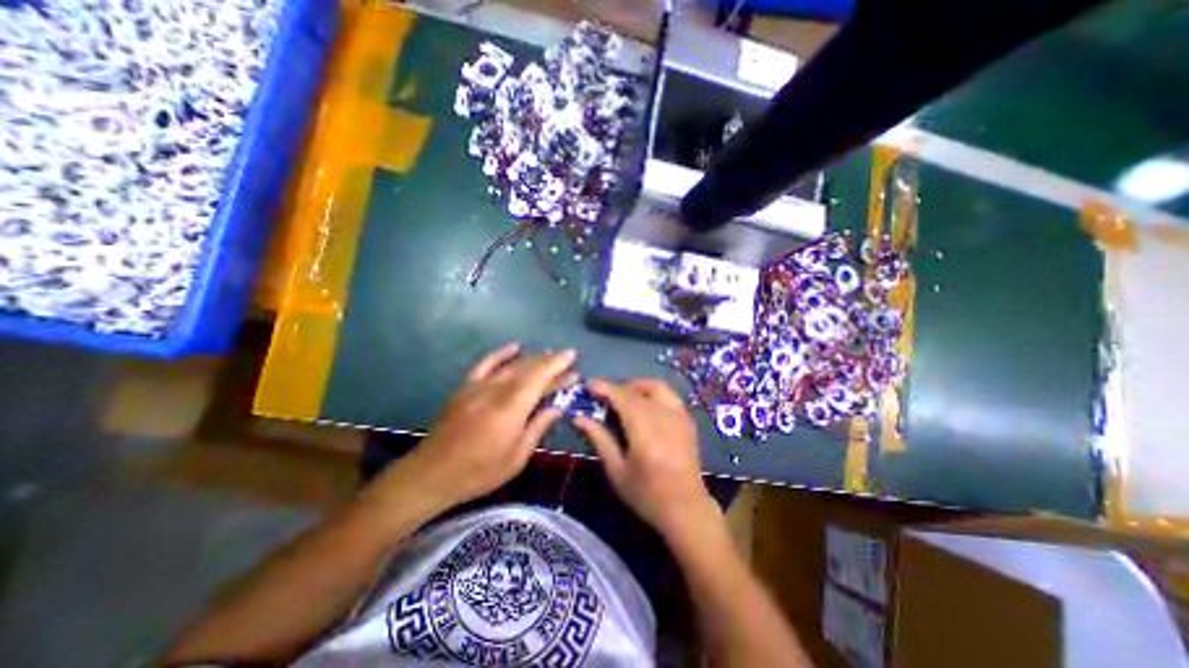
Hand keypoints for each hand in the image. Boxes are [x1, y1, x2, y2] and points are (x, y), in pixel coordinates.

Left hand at [367, 343, 579, 514]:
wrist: (431, 474)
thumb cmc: (479, 472)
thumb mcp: (517, 457)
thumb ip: (538, 427)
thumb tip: (557, 407)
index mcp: (511, 408)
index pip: (540, 378)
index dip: (558, 366)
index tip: (573, 357)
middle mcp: (496, 390)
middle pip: (529, 369)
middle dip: (550, 362)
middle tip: (568, 360)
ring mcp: (479, 386)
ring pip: (512, 365)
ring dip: (533, 358)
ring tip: (550, 355)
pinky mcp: (466, 387)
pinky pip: (486, 364)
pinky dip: (501, 353)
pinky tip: (515, 346)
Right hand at [573, 379, 713, 539]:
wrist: (686, 508)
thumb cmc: (646, 494)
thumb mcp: (617, 470)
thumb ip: (599, 438)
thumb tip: (579, 418)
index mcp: (644, 429)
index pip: (622, 396)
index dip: (604, 387)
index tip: (589, 385)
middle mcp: (663, 416)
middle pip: (637, 389)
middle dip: (618, 387)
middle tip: (603, 397)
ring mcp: (680, 415)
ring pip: (656, 386)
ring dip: (637, 386)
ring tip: (624, 398)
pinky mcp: (688, 419)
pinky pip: (669, 395)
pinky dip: (653, 393)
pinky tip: (645, 406)